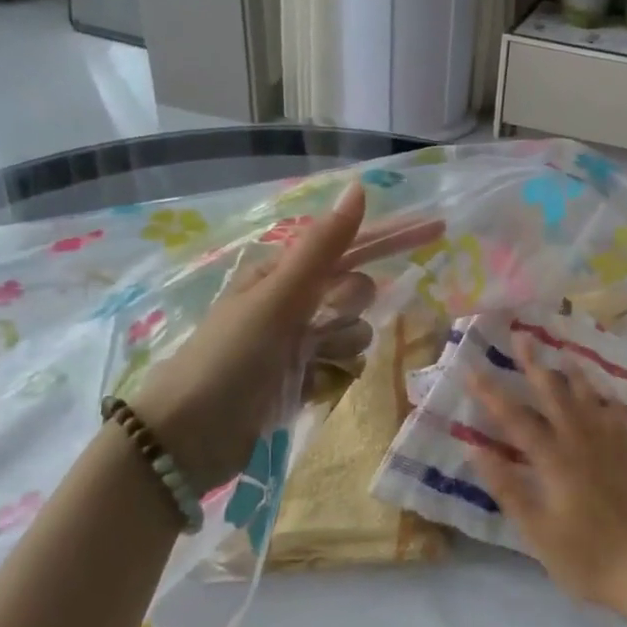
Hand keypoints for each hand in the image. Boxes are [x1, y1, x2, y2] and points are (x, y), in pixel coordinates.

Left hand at [130, 184, 441, 491]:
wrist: (188, 438)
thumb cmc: (230, 356)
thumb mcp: (278, 297)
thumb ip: (323, 246)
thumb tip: (359, 188)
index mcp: (284, 274)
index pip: (352, 246)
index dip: (394, 236)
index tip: (439, 228)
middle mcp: (294, 303)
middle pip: (357, 293)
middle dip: (348, 308)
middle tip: (318, 326)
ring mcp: (298, 343)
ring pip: (356, 334)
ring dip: (340, 348)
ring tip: (308, 364)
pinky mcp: (301, 379)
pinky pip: (344, 368)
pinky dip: (333, 377)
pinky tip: (310, 388)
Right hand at [466, 337, 626, 609]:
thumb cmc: (582, 556)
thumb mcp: (535, 530)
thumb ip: (506, 486)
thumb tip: (474, 447)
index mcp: (553, 459)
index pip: (515, 418)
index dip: (491, 393)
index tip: (471, 369)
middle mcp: (580, 441)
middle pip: (554, 394)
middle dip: (534, 364)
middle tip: (521, 336)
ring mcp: (607, 445)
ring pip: (587, 397)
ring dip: (571, 373)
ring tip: (562, 351)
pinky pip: (617, 415)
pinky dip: (607, 398)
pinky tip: (604, 393)